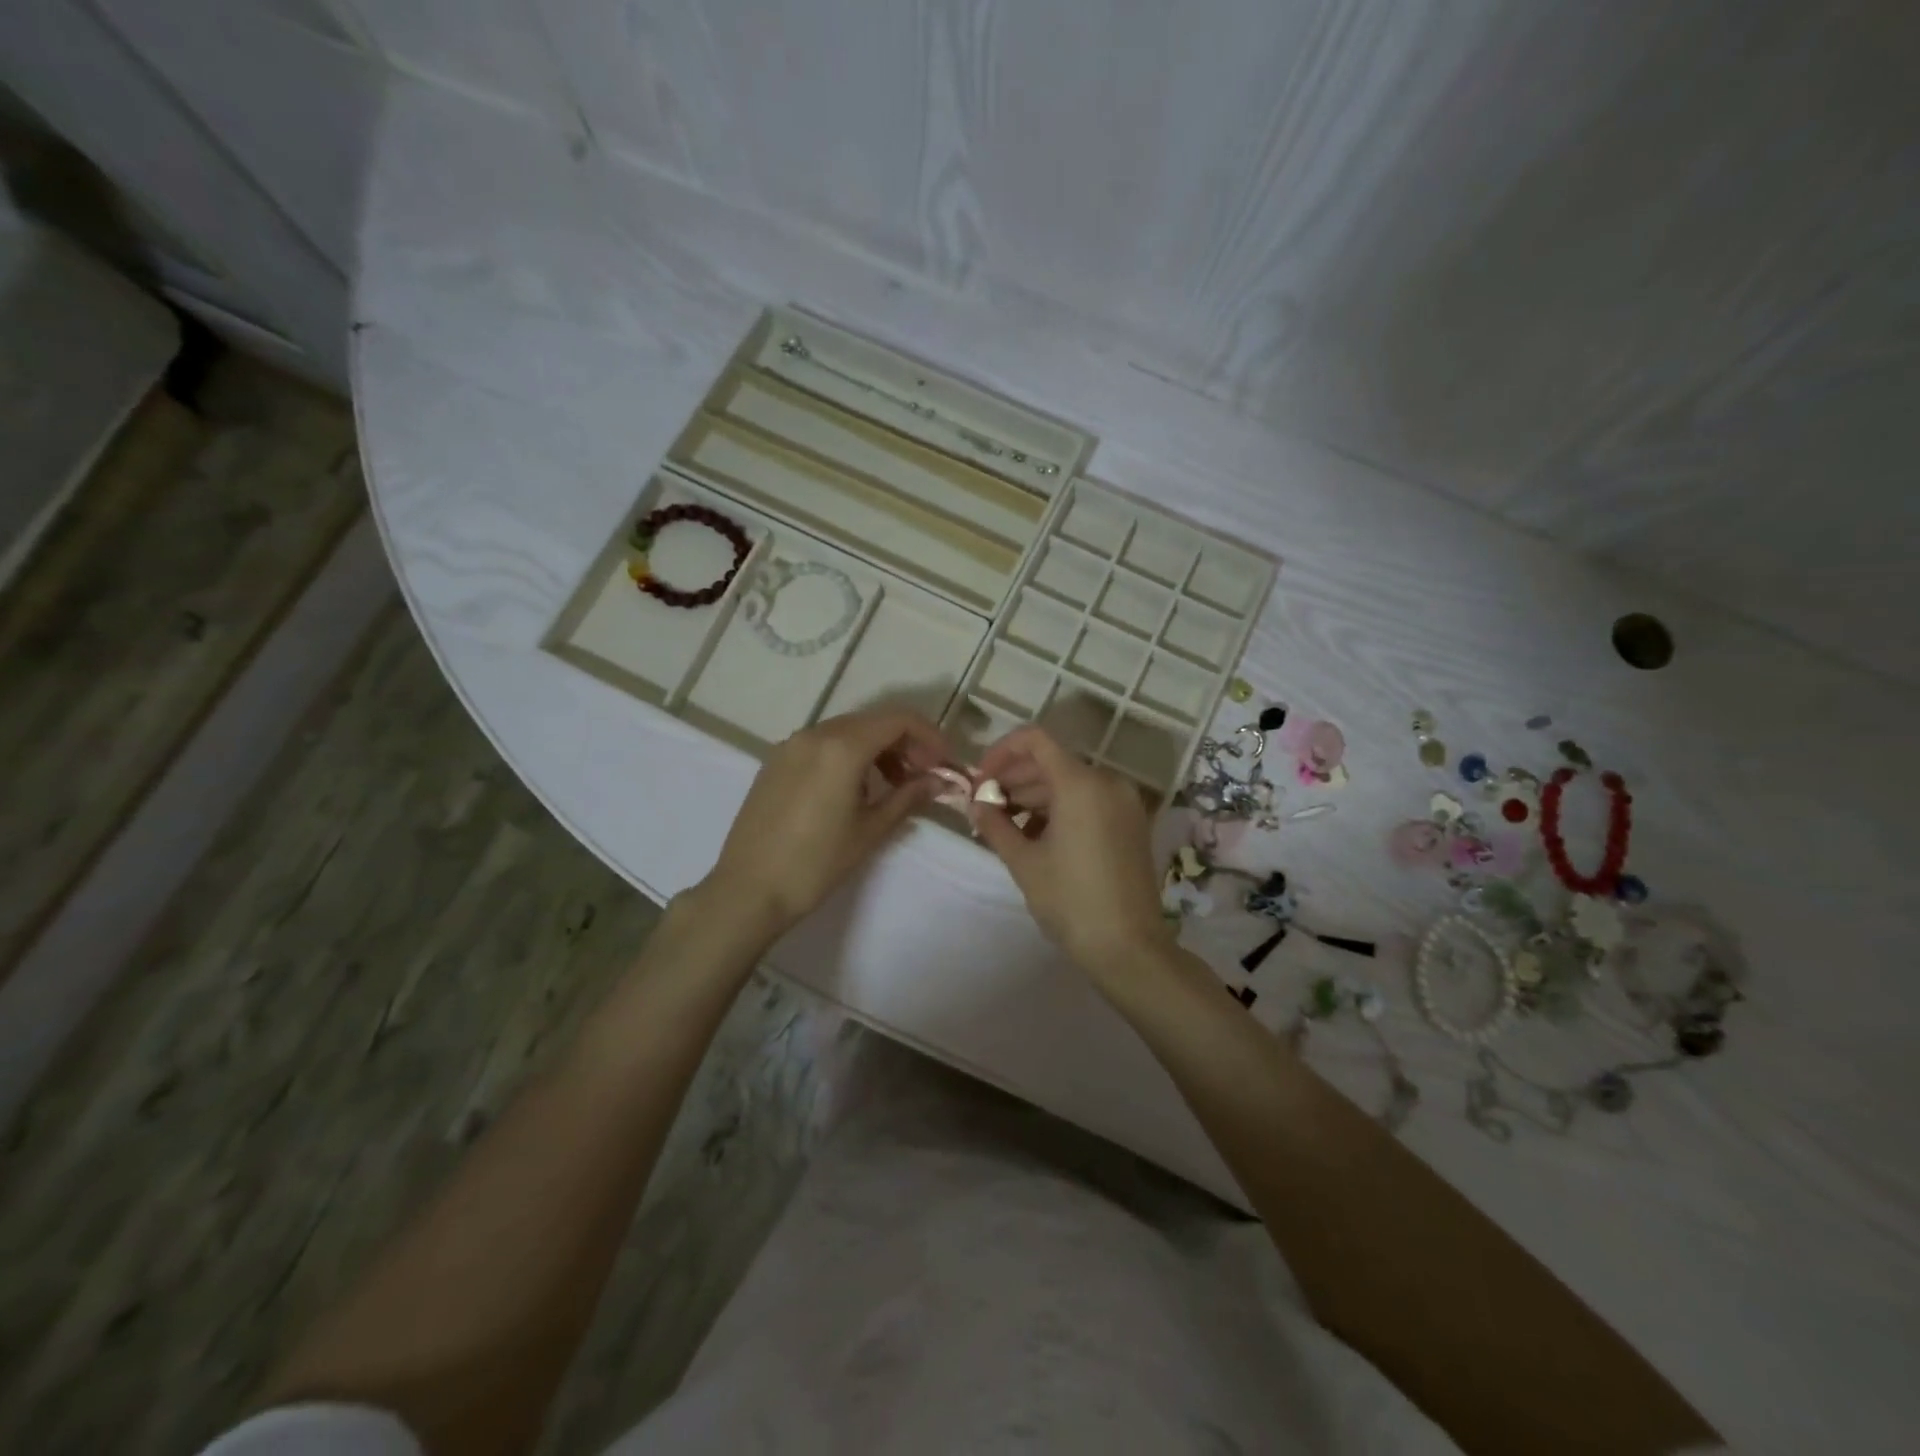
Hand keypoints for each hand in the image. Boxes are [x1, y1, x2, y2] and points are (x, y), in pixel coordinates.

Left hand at [702, 707, 947, 937]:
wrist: (748, 890)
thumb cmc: (816, 863)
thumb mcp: (870, 830)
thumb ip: (909, 797)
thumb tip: (939, 781)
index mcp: (842, 746)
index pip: (899, 720)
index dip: (930, 736)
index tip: (945, 763)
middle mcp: (815, 733)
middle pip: (873, 721)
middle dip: (906, 742)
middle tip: (925, 775)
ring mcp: (790, 745)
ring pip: (847, 730)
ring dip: (878, 748)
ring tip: (893, 785)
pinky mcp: (775, 761)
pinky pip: (822, 744)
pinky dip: (848, 754)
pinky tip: (854, 789)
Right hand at [974, 726, 1174, 971]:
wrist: (1129, 947)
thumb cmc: (1071, 900)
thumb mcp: (1024, 861)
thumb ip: (995, 824)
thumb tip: (976, 804)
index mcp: (1081, 783)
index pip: (1034, 740)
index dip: (1001, 752)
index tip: (980, 780)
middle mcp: (1107, 782)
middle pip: (1051, 762)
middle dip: (1013, 779)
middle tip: (984, 807)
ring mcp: (1123, 803)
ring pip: (1069, 783)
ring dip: (1034, 796)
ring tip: (1004, 826)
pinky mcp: (1130, 823)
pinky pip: (1088, 801)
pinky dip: (1059, 809)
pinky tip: (1035, 836)